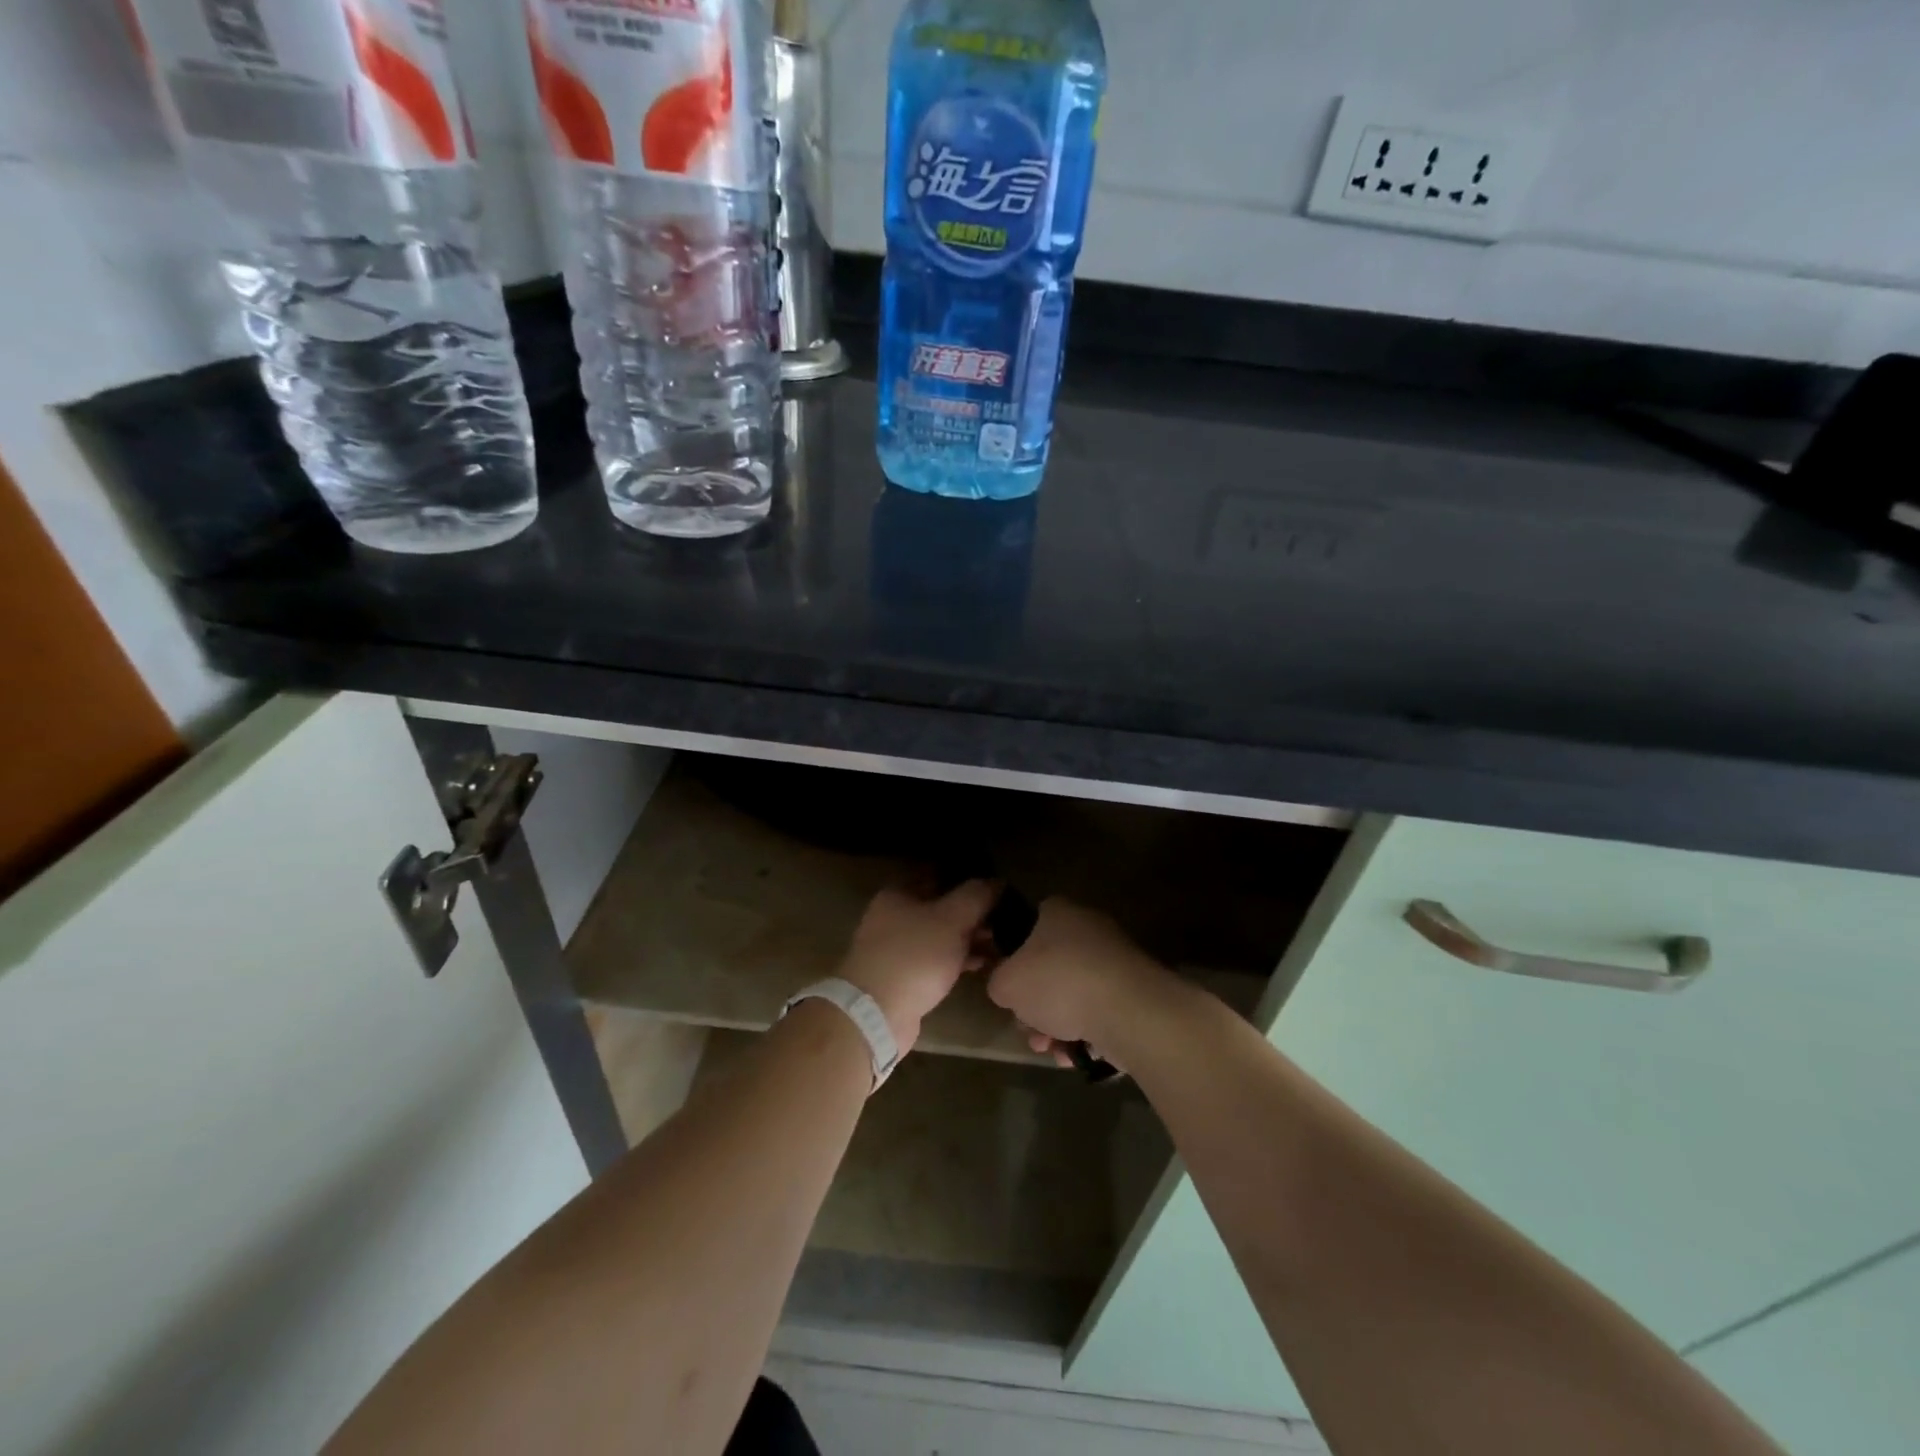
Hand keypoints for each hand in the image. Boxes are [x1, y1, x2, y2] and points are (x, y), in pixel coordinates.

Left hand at [836, 881, 997, 1053]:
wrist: (877, 1013)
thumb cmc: (915, 955)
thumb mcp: (952, 919)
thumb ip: (976, 896)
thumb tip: (996, 881)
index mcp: (898, 894)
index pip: (936, 875)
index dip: (965, 876)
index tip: (993, 884)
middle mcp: (893, 917)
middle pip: (939, 906)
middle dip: (971, 912)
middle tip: (1002, 916)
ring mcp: (897, 949)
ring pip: (940, 935)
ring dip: (968, 937)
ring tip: (999, 942)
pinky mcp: (904, 977)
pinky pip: (937, 960)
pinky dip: (958, 959)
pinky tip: (983, 963)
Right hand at [985, 898, 1174, 1068]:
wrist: (1129, 1009)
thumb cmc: (1059, 983)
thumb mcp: (1006, 984)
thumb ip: (998, 982)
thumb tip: (1007, 986)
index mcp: (1058, 912)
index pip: (1028, 927)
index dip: (1013, 959)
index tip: (1010, 989)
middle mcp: (1088, 927)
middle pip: (1050, 967)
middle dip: (1035, 1005)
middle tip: (1028, 1029)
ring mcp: (1115, 959)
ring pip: (1074, 994)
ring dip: (1057, 1025)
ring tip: (1051, 1051)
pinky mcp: (1135, 990)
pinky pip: (1100, 1010)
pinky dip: (1086, 1032)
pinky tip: (1075, 1055)